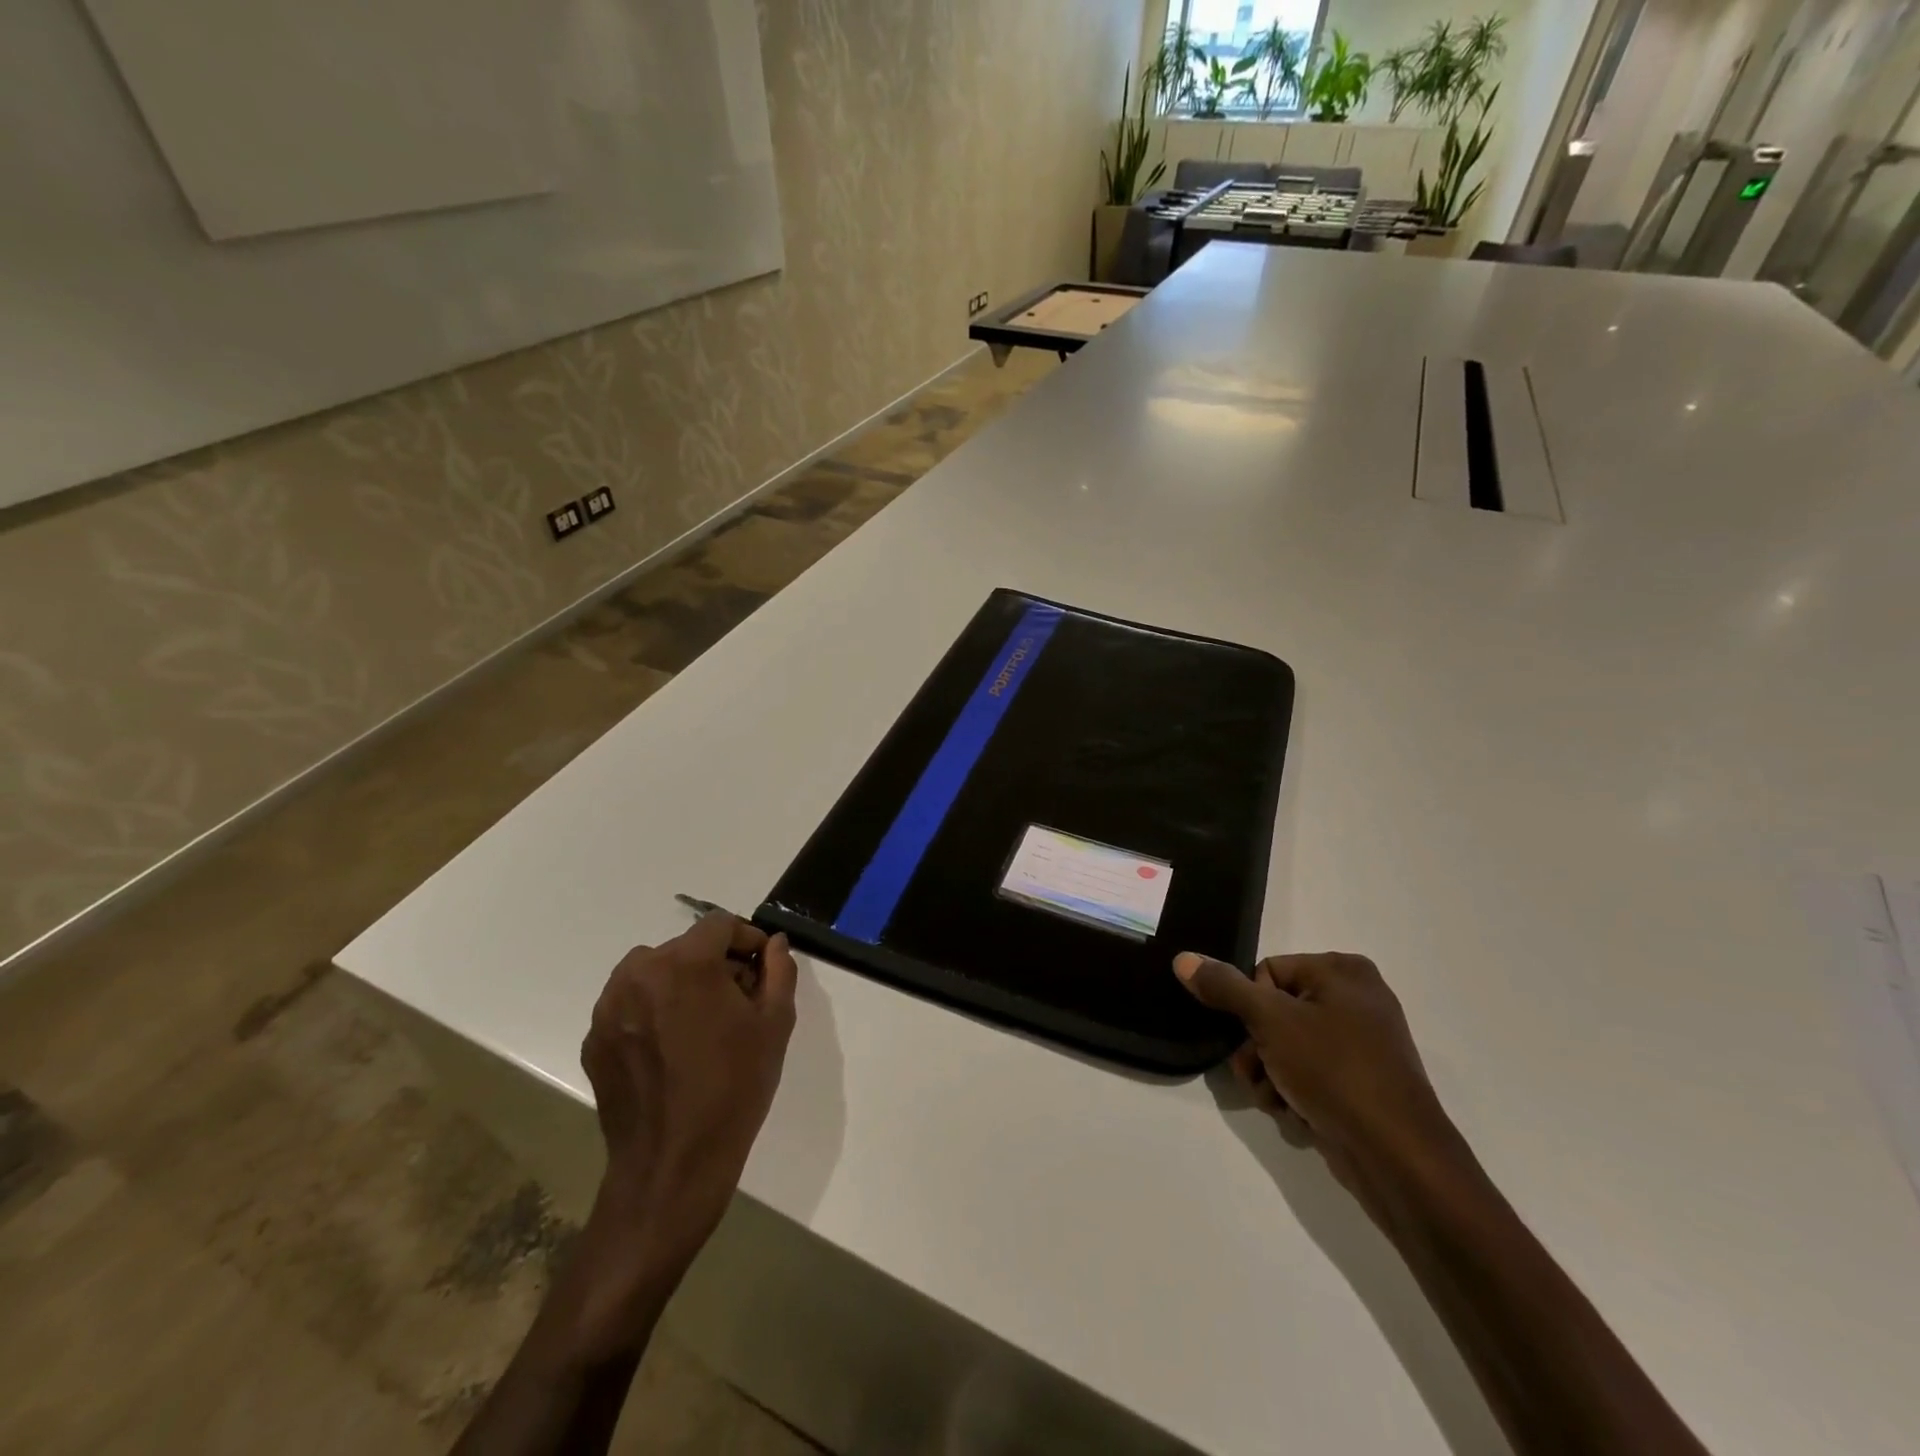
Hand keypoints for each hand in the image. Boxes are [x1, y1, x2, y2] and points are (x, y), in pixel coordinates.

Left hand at [580, 913, 797, 1268]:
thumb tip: (774, 944)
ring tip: (701, 1025)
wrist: (674, 1165)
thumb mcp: (775, 1024)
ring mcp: (610, 1007)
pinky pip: (631, 1005)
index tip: (760, 967)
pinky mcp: (595, 1038)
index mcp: (686, 963)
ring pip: (653, 972)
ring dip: (680, 984)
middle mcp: (640, 973)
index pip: (719, 924)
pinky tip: (672, 1051)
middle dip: (715, 964)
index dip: (746, 938)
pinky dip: (653, 1012)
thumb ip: (779, 971)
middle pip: (685, 947)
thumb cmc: (734, 1088)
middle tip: (737, 1001)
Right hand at [1173, 950, 1465, 1218]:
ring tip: (1277, 1100)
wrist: (1398, 1158)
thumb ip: (1224, 987)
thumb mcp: (1270, 1021)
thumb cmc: (1334, 1071)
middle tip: (1257, 1074)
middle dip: (1256, 1049)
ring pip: (1285, 1047)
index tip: (1254, 1038)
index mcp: (1342, 971)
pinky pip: (1309, 1074)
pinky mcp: (1361, 1082)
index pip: (1266, 973)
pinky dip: (1294, 1092)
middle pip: (1272, 1012)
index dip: (1251, 1008)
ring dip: (1269, 1075)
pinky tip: (1298, 1114)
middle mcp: (1356, 999)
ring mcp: (1361, 1043)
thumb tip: (1184, 958)